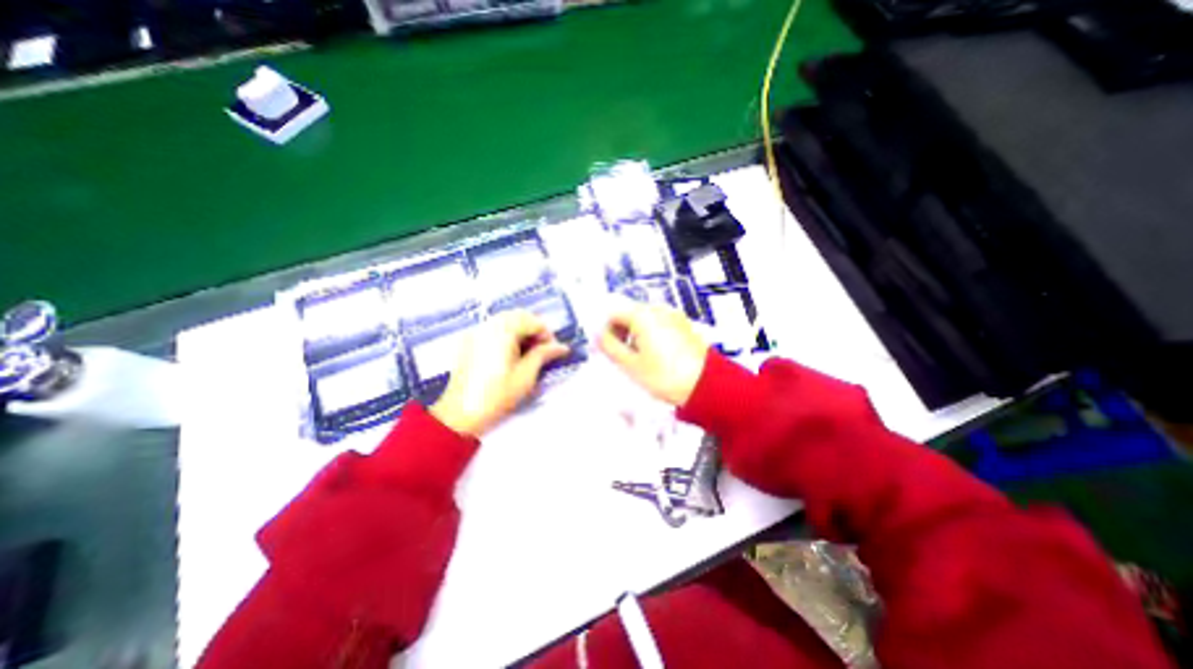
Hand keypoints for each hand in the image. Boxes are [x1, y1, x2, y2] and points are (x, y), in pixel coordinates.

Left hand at [430, 312, 569, 438]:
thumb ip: (543, 355)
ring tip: (528, 353)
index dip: (547, 335)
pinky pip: (493, 329)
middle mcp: (489, 325)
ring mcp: (477, 332)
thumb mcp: (526, 375)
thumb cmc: (497, 395)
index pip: (533, 322)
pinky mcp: (470, 342)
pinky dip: (507, 335)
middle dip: (534, 330)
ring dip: (521, 331)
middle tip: (543, 350)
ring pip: (506, 321)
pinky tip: (511, 354)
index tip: (553, 352)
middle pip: (519, 316)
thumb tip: (561, 347)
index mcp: (504, 330)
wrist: (460, 414)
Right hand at [597, 301, 704, 403]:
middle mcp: (658, 310)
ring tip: (638, 358)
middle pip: (629, 314)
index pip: (613, 314)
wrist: (706, 386)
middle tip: (620, 355)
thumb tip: (597, 335)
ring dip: (635, 334)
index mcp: (642, 315)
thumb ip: (609, 346)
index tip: (606, 349)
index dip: (605, 331)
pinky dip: (651, 335)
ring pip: (645, 320)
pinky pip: (660, 324)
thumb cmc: (665, 376)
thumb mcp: (630, 364)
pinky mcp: (684, 325)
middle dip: (621, 333)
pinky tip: (655, 355)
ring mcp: (674, 316)